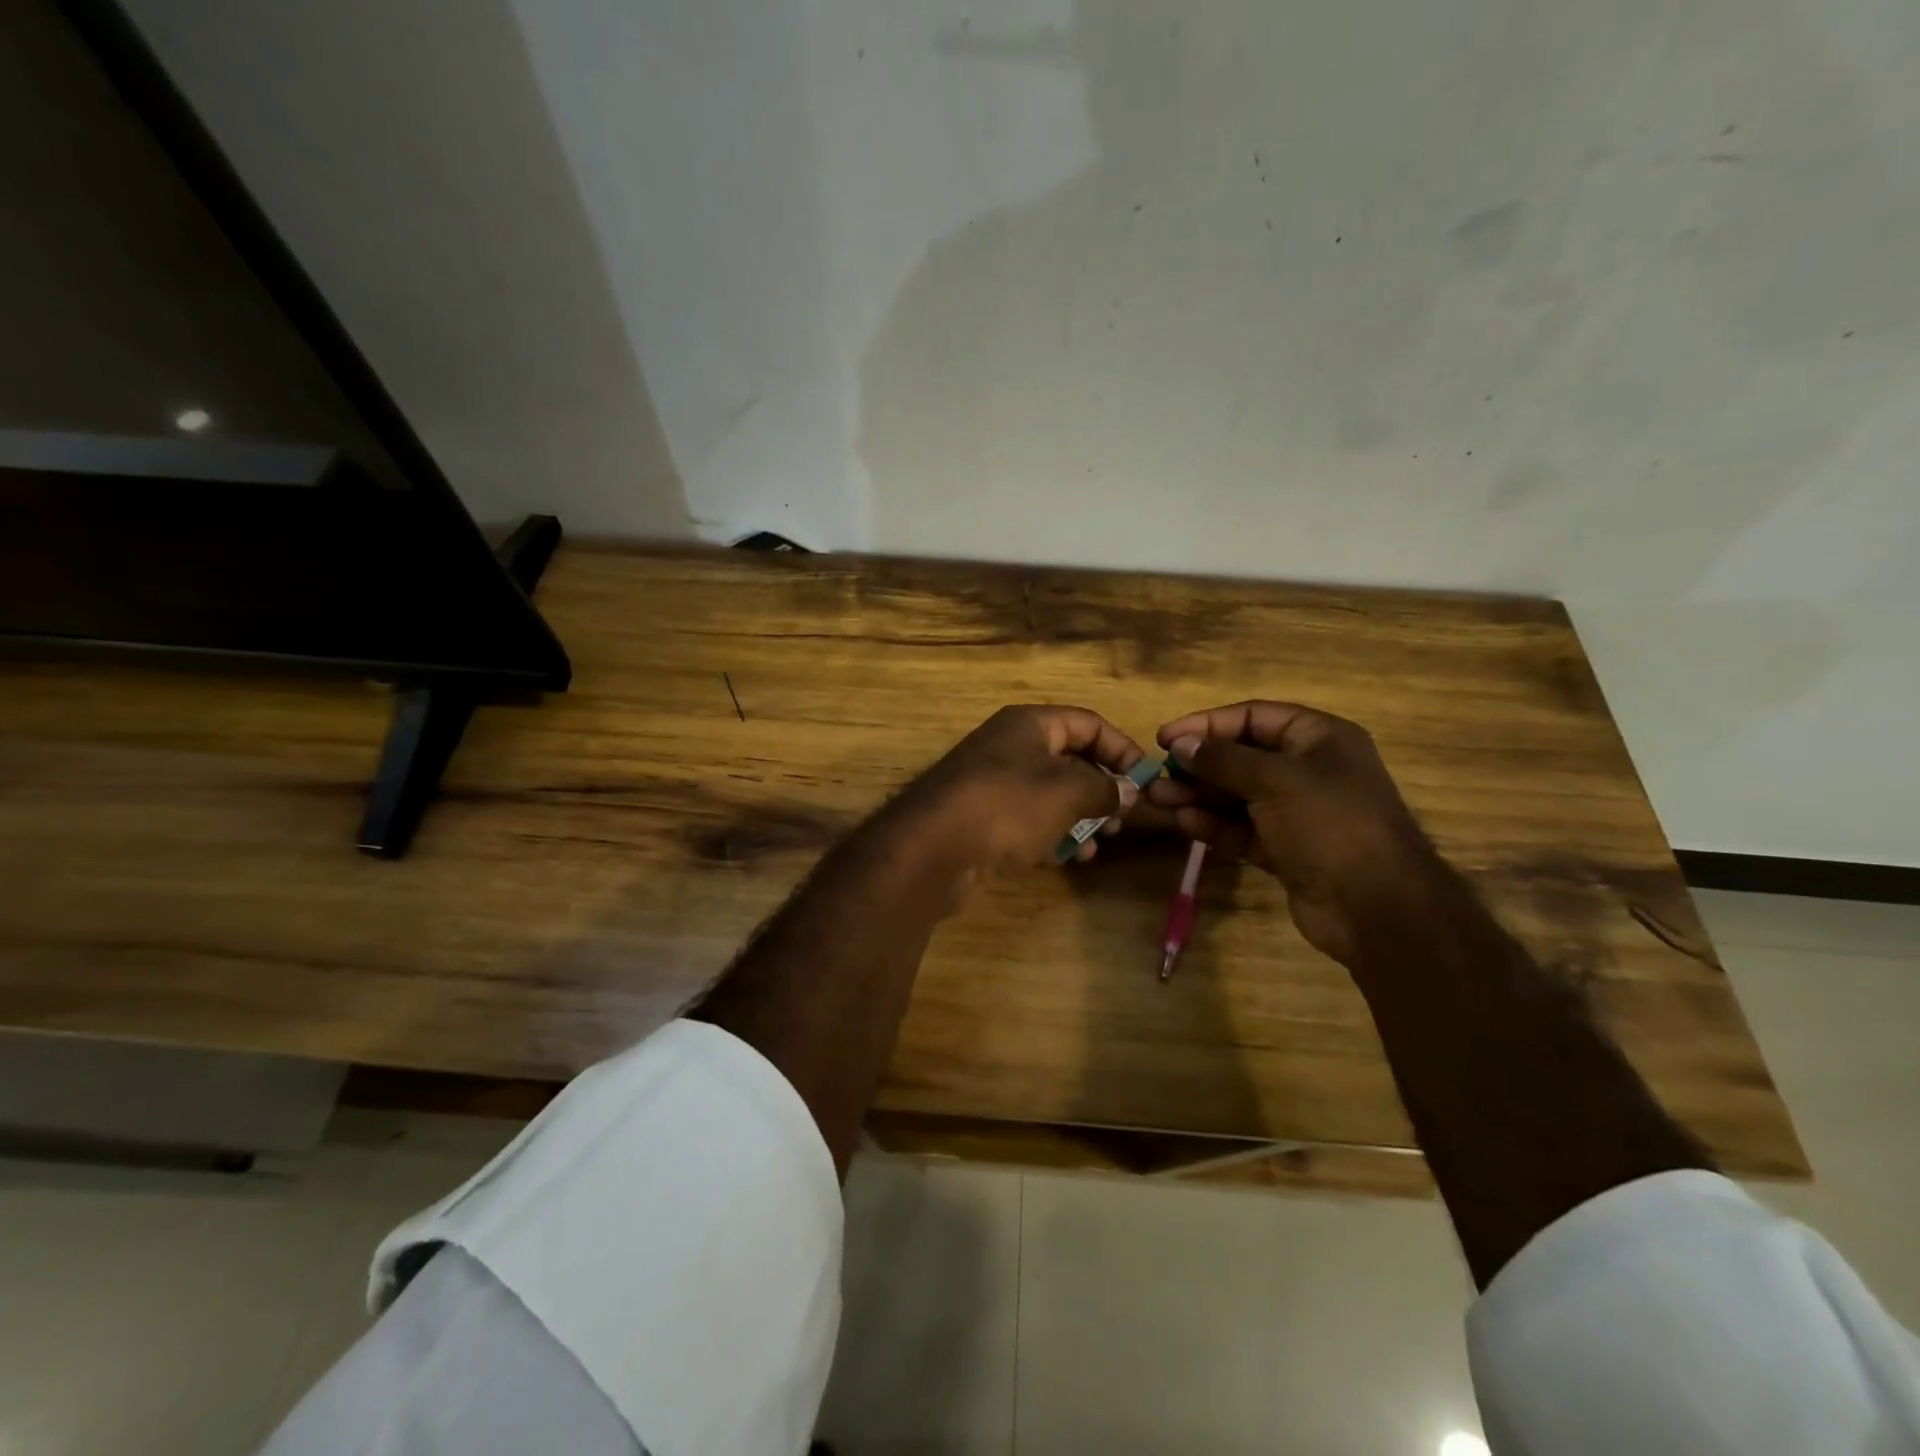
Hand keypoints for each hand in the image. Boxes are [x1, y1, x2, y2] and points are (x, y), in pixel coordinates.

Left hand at [891, 705, 1148, 884]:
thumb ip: (1105, 787)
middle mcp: (1010, 747)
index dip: (1121, 748)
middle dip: (1102, 787)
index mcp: (1029, 725)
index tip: (1146, 780)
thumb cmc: (1008, 806)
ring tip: (1103, 841)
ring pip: (1050, 794)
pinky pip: (1030, 820)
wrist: (932, 849)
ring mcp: (993, 785)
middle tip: (1123, 817)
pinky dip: (1054, 834)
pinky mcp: (984, 820)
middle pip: (1069, 758)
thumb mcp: (1068, 791)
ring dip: (1081, 815)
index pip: (1087, 723)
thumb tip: (1130, 789)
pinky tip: (1073, 858)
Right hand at [1146, 701, 1442, 961]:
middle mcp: (1308, 770)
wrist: (1376, 907)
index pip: (1253, 717)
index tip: (1165, 737)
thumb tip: (1181, 744)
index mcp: (1319, 738)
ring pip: (1237, 796)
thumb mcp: (1274, 780)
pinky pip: (1242, 829)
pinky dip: (1214, 825)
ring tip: (1159, 800)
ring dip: (1199, 796)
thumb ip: (1223, 759)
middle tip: (1157, 774)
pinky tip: (1186, 823)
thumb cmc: (1330, 824)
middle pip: (1241, 757)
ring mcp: (1297, 813)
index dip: (1207, 724)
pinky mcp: (1286, 849)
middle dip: (1198, 765)